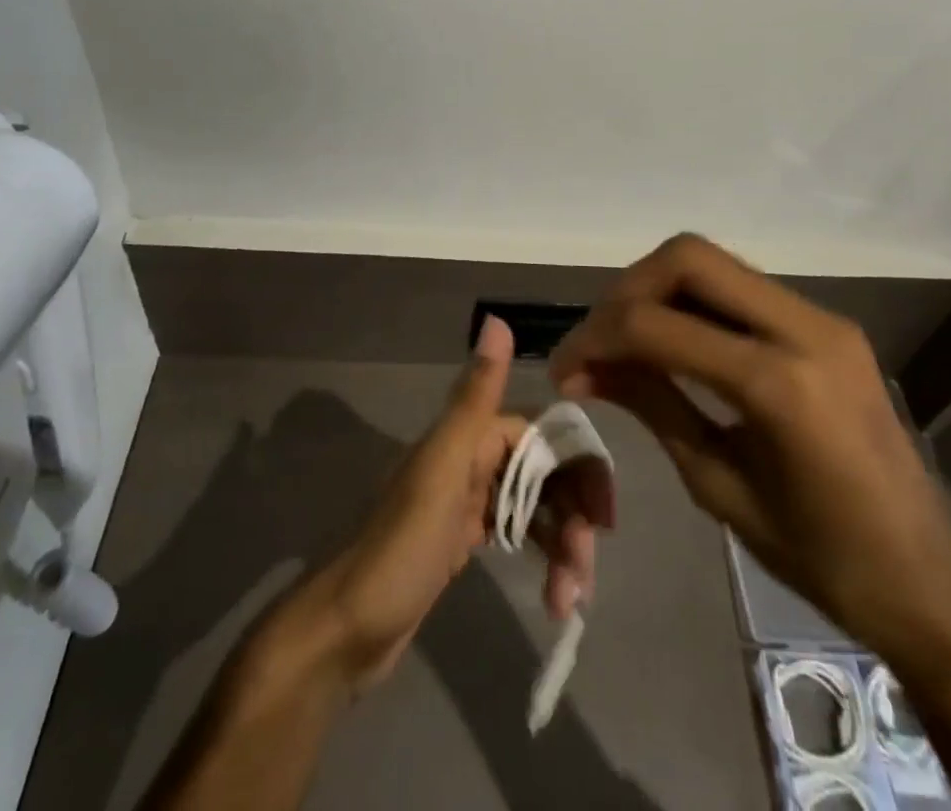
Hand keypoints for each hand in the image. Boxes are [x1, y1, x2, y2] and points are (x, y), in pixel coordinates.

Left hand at [300, 316, 607, 694]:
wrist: (347, 631)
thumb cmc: (400, 549)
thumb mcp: (442, 470)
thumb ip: (474, 399)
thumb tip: (497, 318)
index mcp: (467, 437)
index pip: (540, 432)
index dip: (578, 465)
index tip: (603, 516)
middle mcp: (469, 459)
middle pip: (543, 470)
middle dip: (573, 512)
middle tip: (585, 566)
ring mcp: (467, 501)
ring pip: (535, 504)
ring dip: (562, 543)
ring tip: (570, 599)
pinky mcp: (464, 539)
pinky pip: (519, 532)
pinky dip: (542, 556)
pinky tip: (554, 594)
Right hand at [548, 234, 950, 672]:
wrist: (932, 583)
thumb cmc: (824, 560)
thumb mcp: (719, 486)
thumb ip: (652, 406)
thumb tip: (585, 369)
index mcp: (780, 384)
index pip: (659, 325)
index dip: (597, 337)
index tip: (565, 368)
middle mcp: (805, 328)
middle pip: (689, 257)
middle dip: (627, 290)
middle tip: (598, 341)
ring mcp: (822, 319)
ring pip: (714, 263)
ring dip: (658, 290)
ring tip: (626, 341)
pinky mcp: (827, 324)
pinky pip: (741, 288)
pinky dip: (693, 303)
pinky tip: (674, 343)